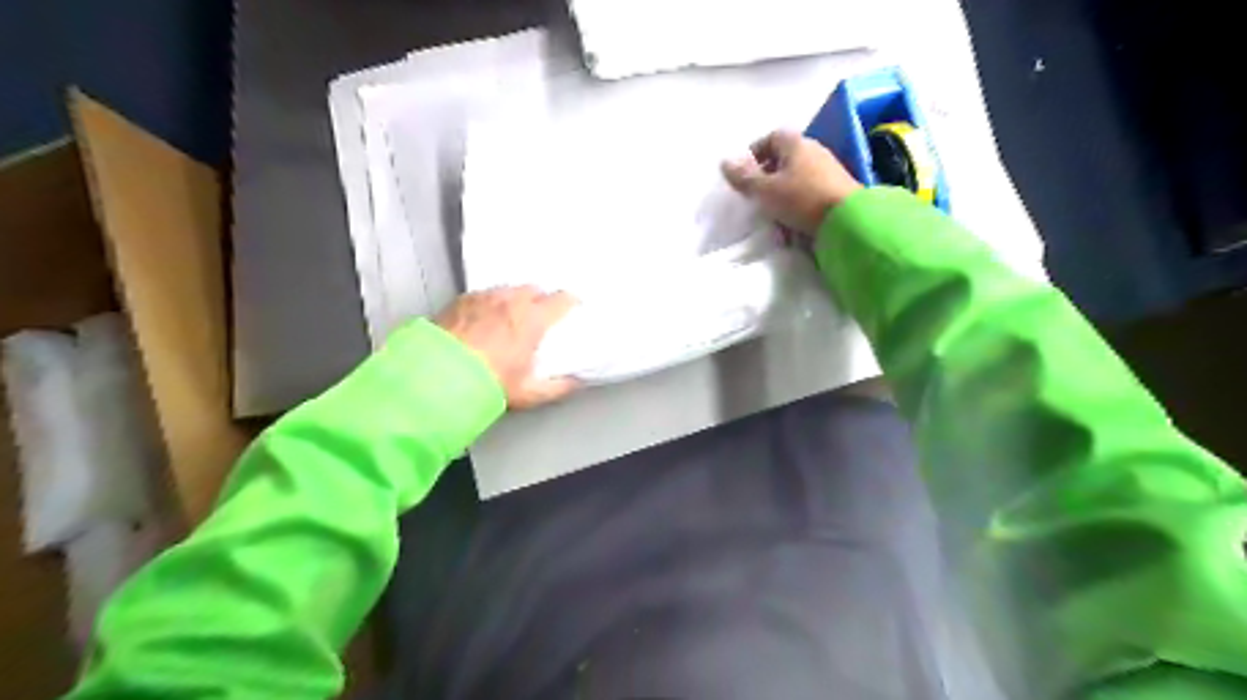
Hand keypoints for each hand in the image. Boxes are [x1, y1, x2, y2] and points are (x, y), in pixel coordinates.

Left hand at [435, 288, 580, 411]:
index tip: (572, 309)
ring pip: (508, 290)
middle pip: (534, 290)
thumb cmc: (488, 383)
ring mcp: (484, 298)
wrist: (437, 378)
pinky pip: (484, 295)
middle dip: (540, 300)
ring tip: (512, 316)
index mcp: (533, 318)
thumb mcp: (529, 393)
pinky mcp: (461, 301)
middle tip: (541, 316)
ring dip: (515, 299)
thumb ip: (558, 387)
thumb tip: (575, 382)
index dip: (570, 303)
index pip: (561, 299)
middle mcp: (510, 301)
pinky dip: (490, 303)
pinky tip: (485, 318)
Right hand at [728, 130, 864, 236]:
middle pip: (783, 158)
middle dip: (766, 177)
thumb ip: (744, 178)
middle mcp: (813, 150)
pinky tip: (791, 221)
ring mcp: (827, 169)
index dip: (754, 153)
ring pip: (795, 177)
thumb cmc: (801, 199)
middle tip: (755, 195)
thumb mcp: (765, 190)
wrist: (847, 219)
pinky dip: (796, 202)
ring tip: (771, 212)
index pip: (771, 137)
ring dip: (780, 192)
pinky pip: (808, 191)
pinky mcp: (835, 189)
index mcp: (795, 143)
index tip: (744, 174)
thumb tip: (724, 162)